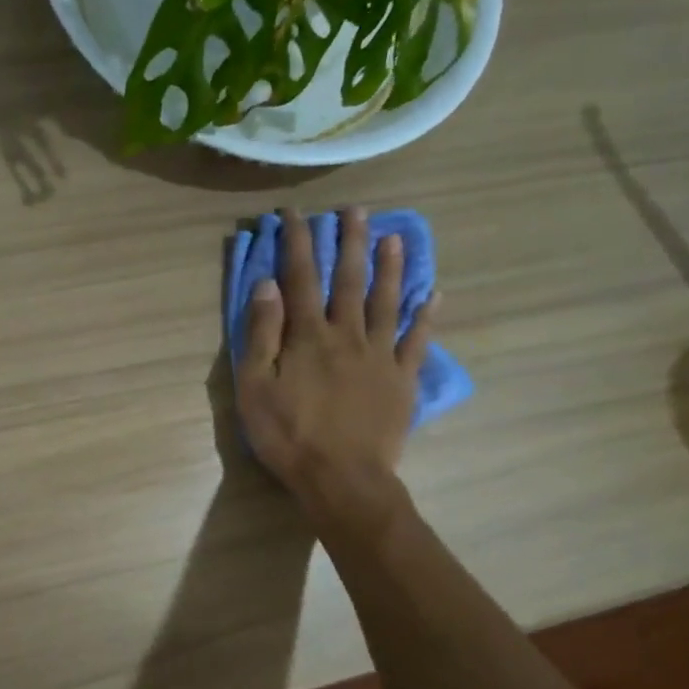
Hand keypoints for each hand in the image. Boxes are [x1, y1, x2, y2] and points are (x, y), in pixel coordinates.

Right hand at [235, 207, 435, 521]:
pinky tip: (434, 296)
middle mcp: (347, 334)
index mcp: (308, 335)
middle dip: (350, 242)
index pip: (301, 277)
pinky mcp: (402, 380)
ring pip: (388, 302)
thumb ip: (261, 334)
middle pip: (350, 280)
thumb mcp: (255, 386)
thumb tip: (268, 285)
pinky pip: (417, 341)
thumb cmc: (288, 434)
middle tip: (357, 210)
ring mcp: (380, 356)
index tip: (295, 214)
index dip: (297, 243)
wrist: (342, 478)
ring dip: (392, 267)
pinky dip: (426, 317)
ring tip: (396, 237)